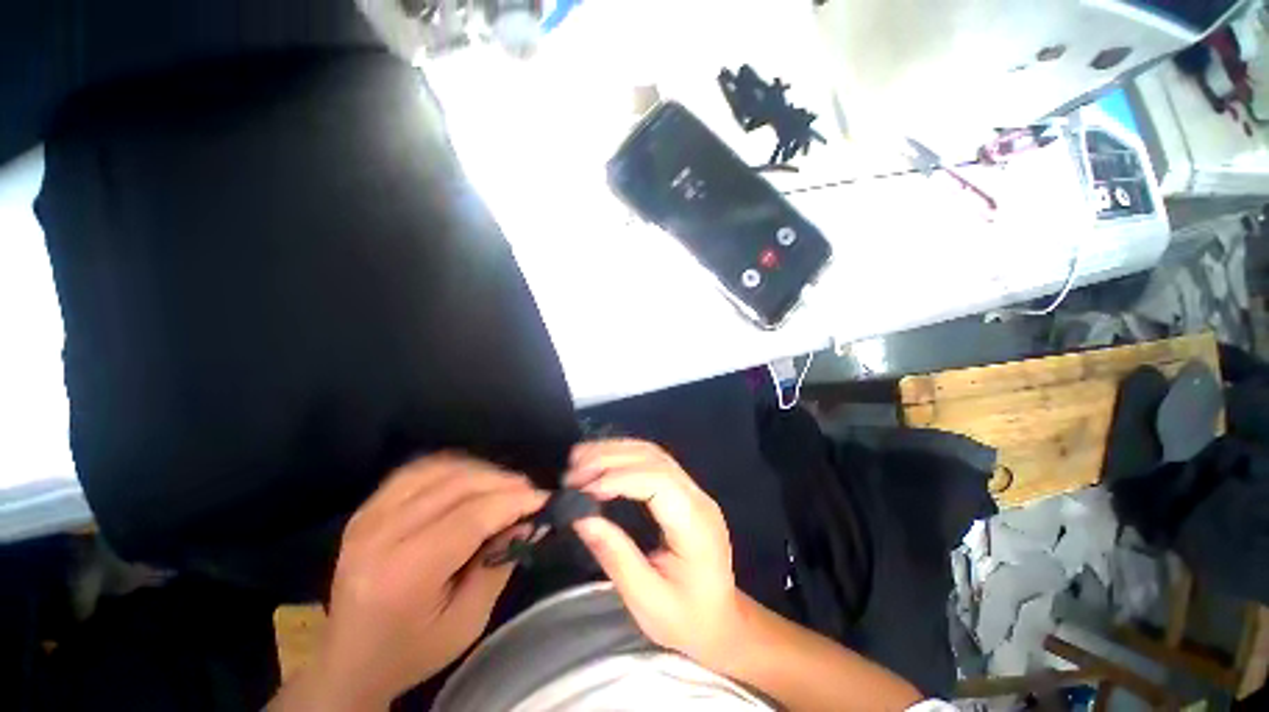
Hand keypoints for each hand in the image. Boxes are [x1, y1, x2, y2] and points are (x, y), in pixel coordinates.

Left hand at [275, 454, 546, 709]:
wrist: (349, 662)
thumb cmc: (413, 651)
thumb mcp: (468, 621)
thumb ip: (499, 564)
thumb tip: (529, 520)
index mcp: (404, 573)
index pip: (471, 516)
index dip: (513, 501)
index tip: (543, 499)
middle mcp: (380, 535)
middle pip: (457, 485)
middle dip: (503, 482)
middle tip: (529, 492)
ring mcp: (368, 516)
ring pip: (440, 469)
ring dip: (482, 471)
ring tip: (505, 486)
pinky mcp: (366, 509)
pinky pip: (419, 469)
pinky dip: (453, 467)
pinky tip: (472, 479)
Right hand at [565, 439, 742, 666]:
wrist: (721, 622)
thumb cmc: (687, 619)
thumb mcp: (647, 601)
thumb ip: (616, 556)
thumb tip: (581, 518)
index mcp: (695, 525)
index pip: (658, 482)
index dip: (619, 478)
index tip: (582, 489)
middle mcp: (698, 498)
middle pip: (654, 459)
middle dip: (610, 458)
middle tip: (572, 471)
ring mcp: (693, 491)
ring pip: (653, 454)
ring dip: (615, 451)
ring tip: (579, 459)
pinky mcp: (684, 491)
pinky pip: (654, 462)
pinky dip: (624, 456)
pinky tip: (602, 461)